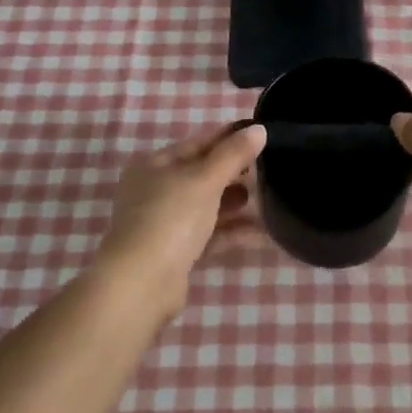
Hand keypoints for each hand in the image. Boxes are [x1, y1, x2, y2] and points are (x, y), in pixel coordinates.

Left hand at [94, 122, 268, 314]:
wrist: (142, 284)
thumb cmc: (171, 217)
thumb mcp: (205, 179)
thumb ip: (233, 154)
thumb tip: (259, 129)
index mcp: (155, 166)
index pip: (197, 143)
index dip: (228, 138)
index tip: (260, 135)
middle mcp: (156, 192)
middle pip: (202, 175)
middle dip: (234, 173)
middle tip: (269, 169)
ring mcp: (164, 224)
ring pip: (206, 206)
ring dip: (235, 203)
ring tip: (268, 199)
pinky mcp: (175, 254)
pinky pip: (209, 235)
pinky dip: (231, 232)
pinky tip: (261, 232)